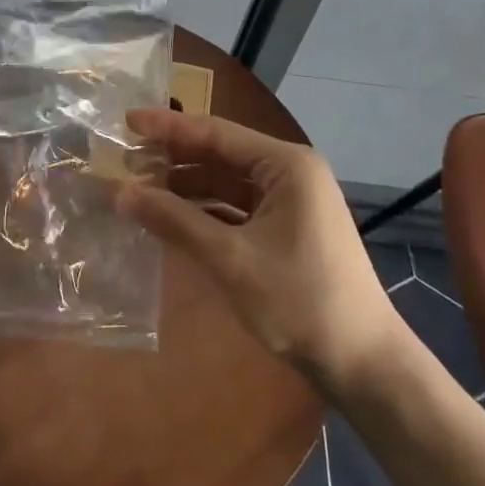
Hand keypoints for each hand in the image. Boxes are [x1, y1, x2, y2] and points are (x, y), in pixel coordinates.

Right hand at [117, 109, 402, 388]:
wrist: (364, 364)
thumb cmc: (300, 301)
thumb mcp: (231, 259)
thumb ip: (175, 221)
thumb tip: (121, 194)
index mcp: (286, 164)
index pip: (216, 133)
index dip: (168, 128)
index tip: (126, 121)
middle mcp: (290, 172)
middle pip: (221, 154)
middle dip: (175, 158)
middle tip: (126, 159)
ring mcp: (292, 201)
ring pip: (228, 182)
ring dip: (188, 186)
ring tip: (141, 188)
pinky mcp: (289, 227)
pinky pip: (239, 207)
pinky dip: (207, 210)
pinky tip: (173, 218)